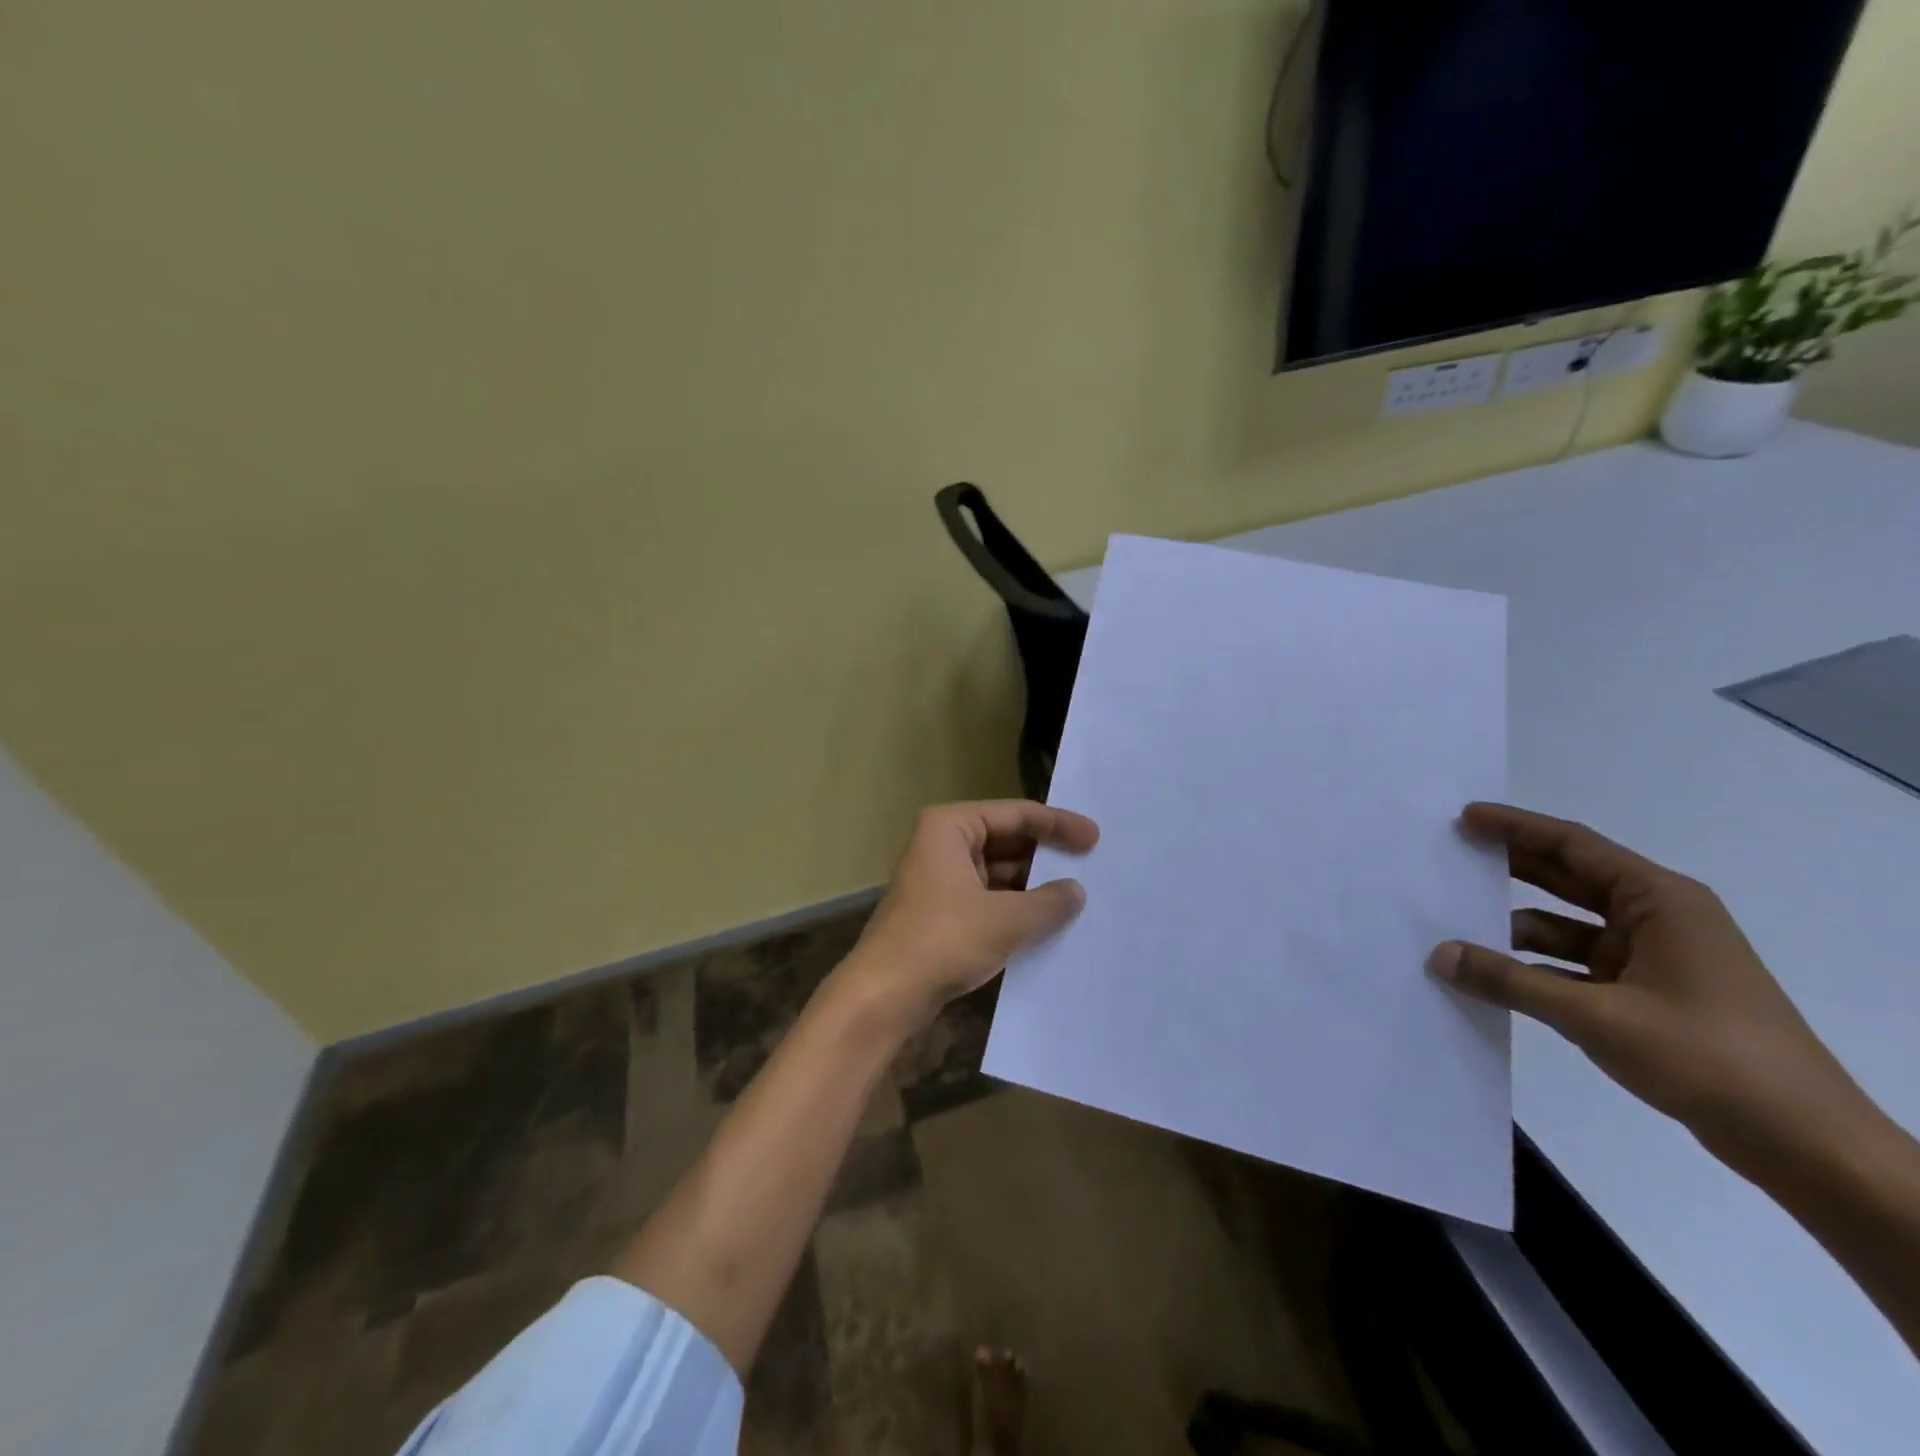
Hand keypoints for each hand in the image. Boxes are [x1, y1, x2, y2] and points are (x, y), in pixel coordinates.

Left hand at [839, 800, 1098, 1031]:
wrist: (884, 995)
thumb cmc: (943, 941)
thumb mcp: (1006, 920)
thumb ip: (1048, 902)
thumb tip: (1076, 891)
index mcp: (950, 827)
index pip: (1016, 814)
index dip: (1058, 824)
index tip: (1095, 838)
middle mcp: (943, 844)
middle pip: (1007, 839)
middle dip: (1046, 855)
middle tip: (1091, 865)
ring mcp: (940, 878)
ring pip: (998, 871)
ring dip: (1033, 885)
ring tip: (1078, 896)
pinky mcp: (942, 911)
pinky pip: (988, 897)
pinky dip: (1016, 906)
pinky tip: (1048, 921)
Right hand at [1426, 802, 1870, 1170]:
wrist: (1805, 1145)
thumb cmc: (1708, 1058)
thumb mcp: (1596, 1016)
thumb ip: (1510, 982)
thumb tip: (1439, 956)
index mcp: (1661, 902)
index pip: (1574, 846)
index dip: (1516, 828)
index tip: (1464, 818)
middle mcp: (1658, 919)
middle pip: (1569, 878)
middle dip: (1510, 868)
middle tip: (1451, 857)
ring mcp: (1654, 958)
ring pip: (1567, 926)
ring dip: (1515, 927)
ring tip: (1455, 925)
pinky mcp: (1647, 995)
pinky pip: (1574, 965)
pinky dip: (1534, 966)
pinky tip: (1492, 975)